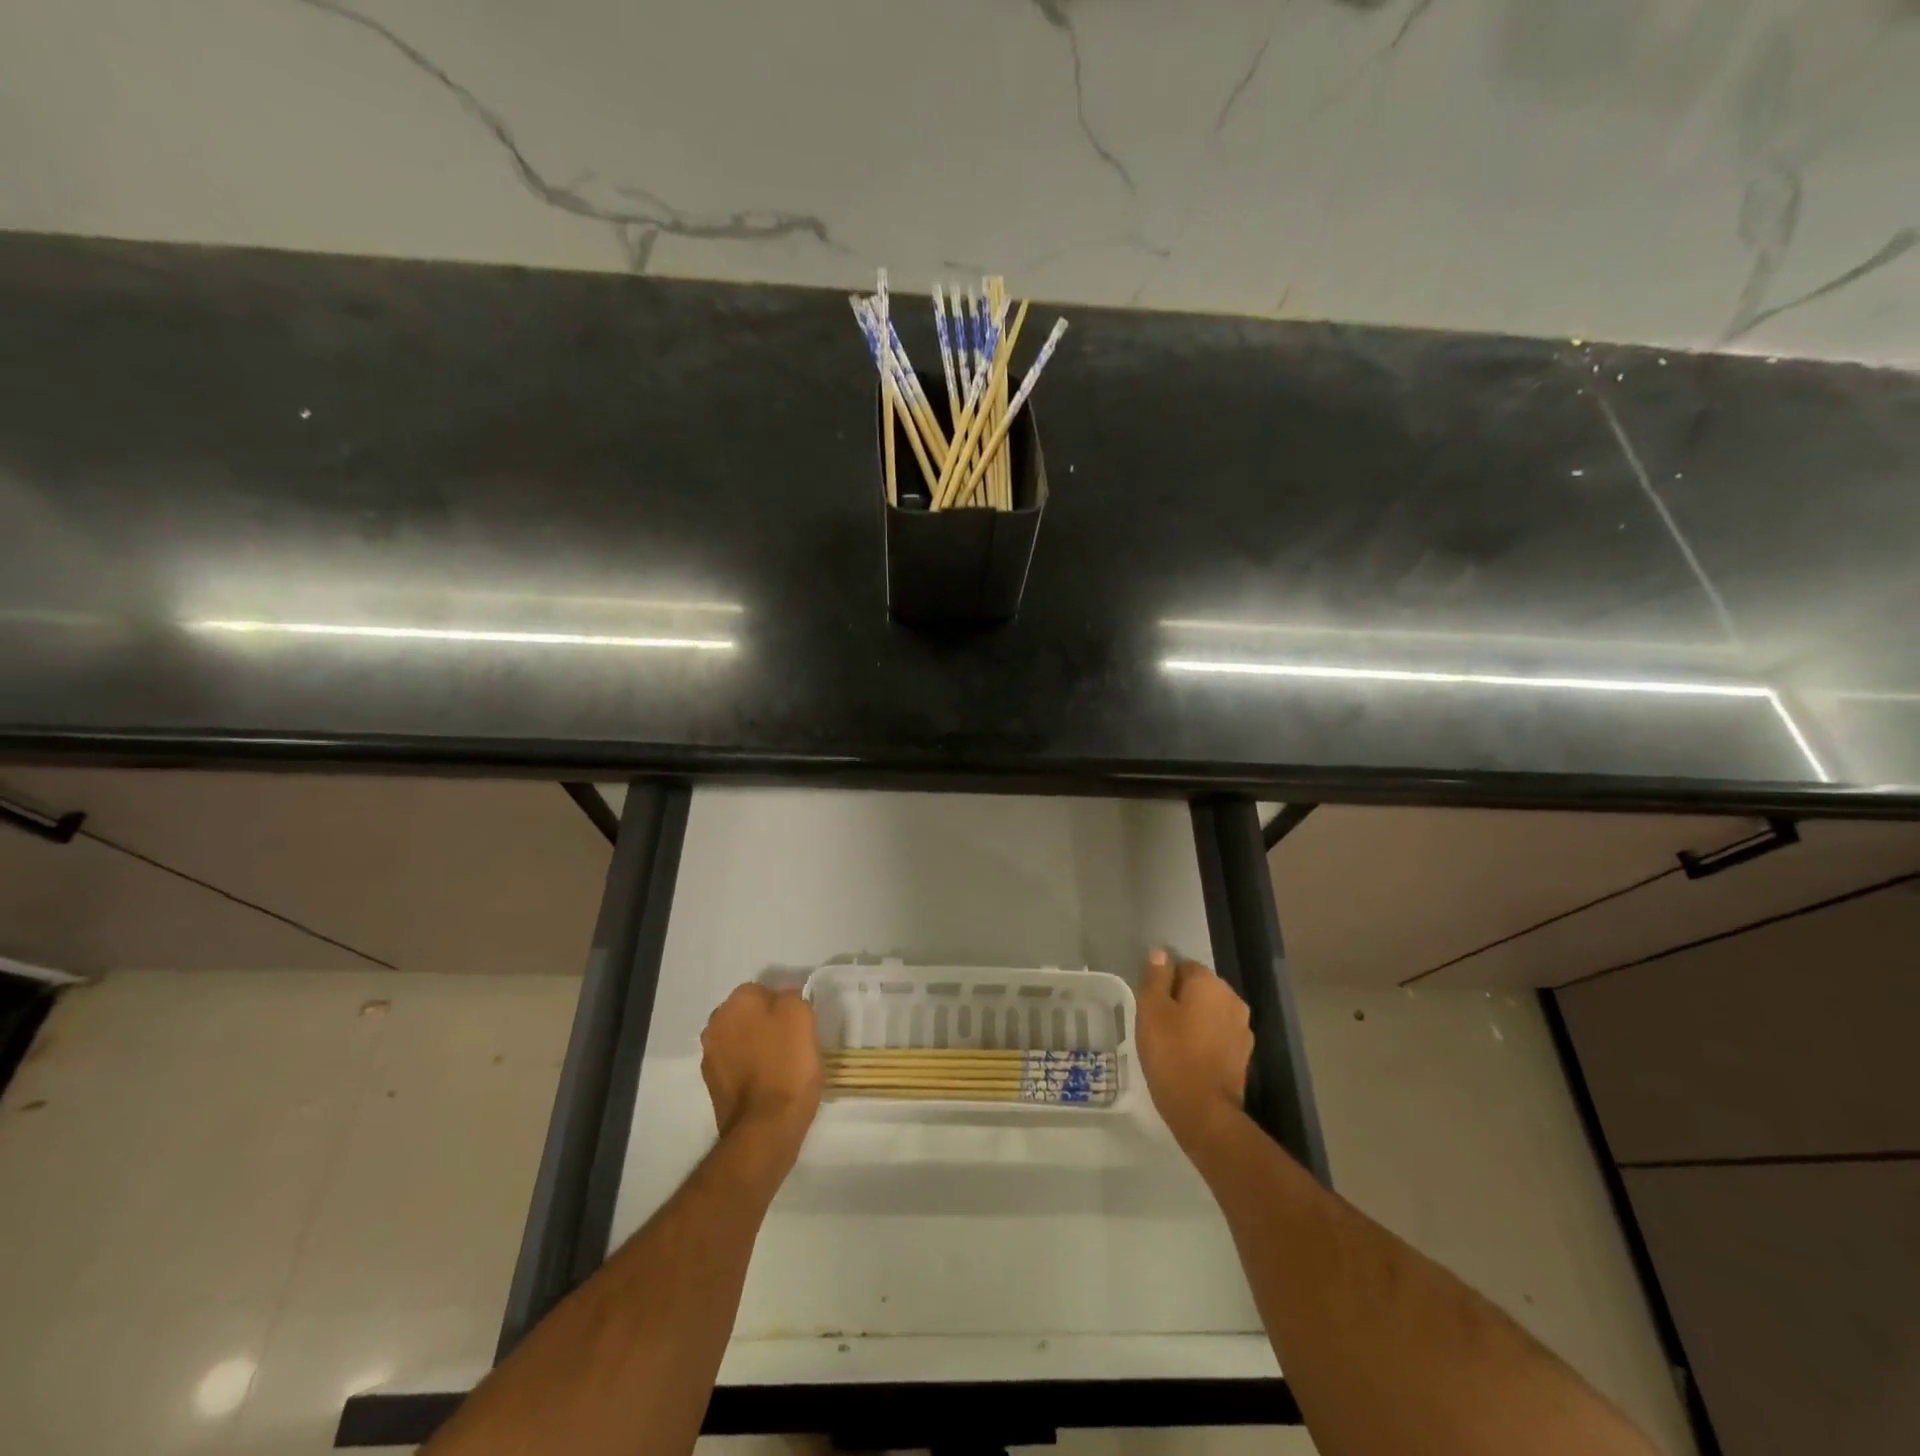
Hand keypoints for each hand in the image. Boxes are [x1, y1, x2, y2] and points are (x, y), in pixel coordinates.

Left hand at [700, 984, 822, 1151]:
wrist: (765, 1127)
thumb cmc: (787, 1064)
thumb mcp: (801, 1016)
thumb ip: (789, 997)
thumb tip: (781, 1000)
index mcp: (735, 1002)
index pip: (762, 990)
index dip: (783, 1005)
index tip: (799, 1023)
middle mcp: (715, 1024)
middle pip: (747, 1015)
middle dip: (765, 1023)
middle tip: (791, 1041)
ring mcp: (710, 1057)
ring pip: (740, 1040)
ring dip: (756, 1047)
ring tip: (781, 1065)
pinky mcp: (712, 1086)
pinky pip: (736, 1066)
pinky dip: (749, 1070)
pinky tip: (768, 1083)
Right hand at [1136, 948, 1251, 1152]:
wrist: (1204, 1110)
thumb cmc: (1171, 1054)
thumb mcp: (1151, 1010)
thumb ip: (1156, 977)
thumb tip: (1161, 953)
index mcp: (1209, 982)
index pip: (1183, 965)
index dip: (1164, 982)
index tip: (1150, 1004)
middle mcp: (1232, 998)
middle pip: (1200, 987)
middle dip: (1181, 998)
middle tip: (1157, 1023)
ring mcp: (1242, 1027)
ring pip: (1211, 1011)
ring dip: (1194, 1019)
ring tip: (1172, 1041)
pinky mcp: (1244, 1053)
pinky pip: (1219, 1033)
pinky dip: (1206, 1038)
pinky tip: (1190, 1056)